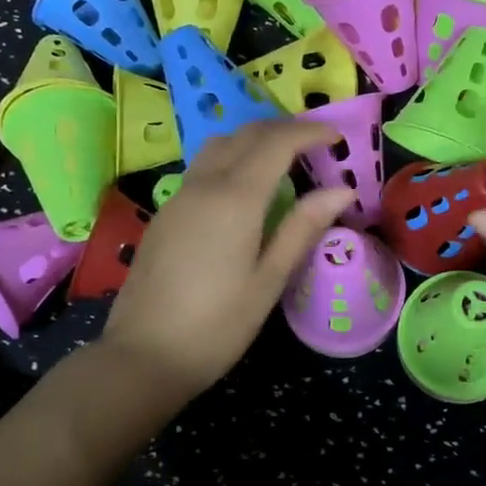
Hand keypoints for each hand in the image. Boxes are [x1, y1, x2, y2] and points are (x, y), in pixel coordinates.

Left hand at [99, 120, 353, 400]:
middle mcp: (204, 185)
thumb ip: (303, 228)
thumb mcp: (270, 280)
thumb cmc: (217, 325)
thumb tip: (342, 190)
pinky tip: (245, 191)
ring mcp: (179, 197)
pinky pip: (203, 168)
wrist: (143, 355)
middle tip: (315, 145)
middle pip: (246, 134)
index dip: (309, 132)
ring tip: (282, 162)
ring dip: (254, 140)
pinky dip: (232, 160)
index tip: (336, 138)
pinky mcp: (165, 214)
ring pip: (219, 145)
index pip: (276, 142)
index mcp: (235, 198)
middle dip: (283, 130)